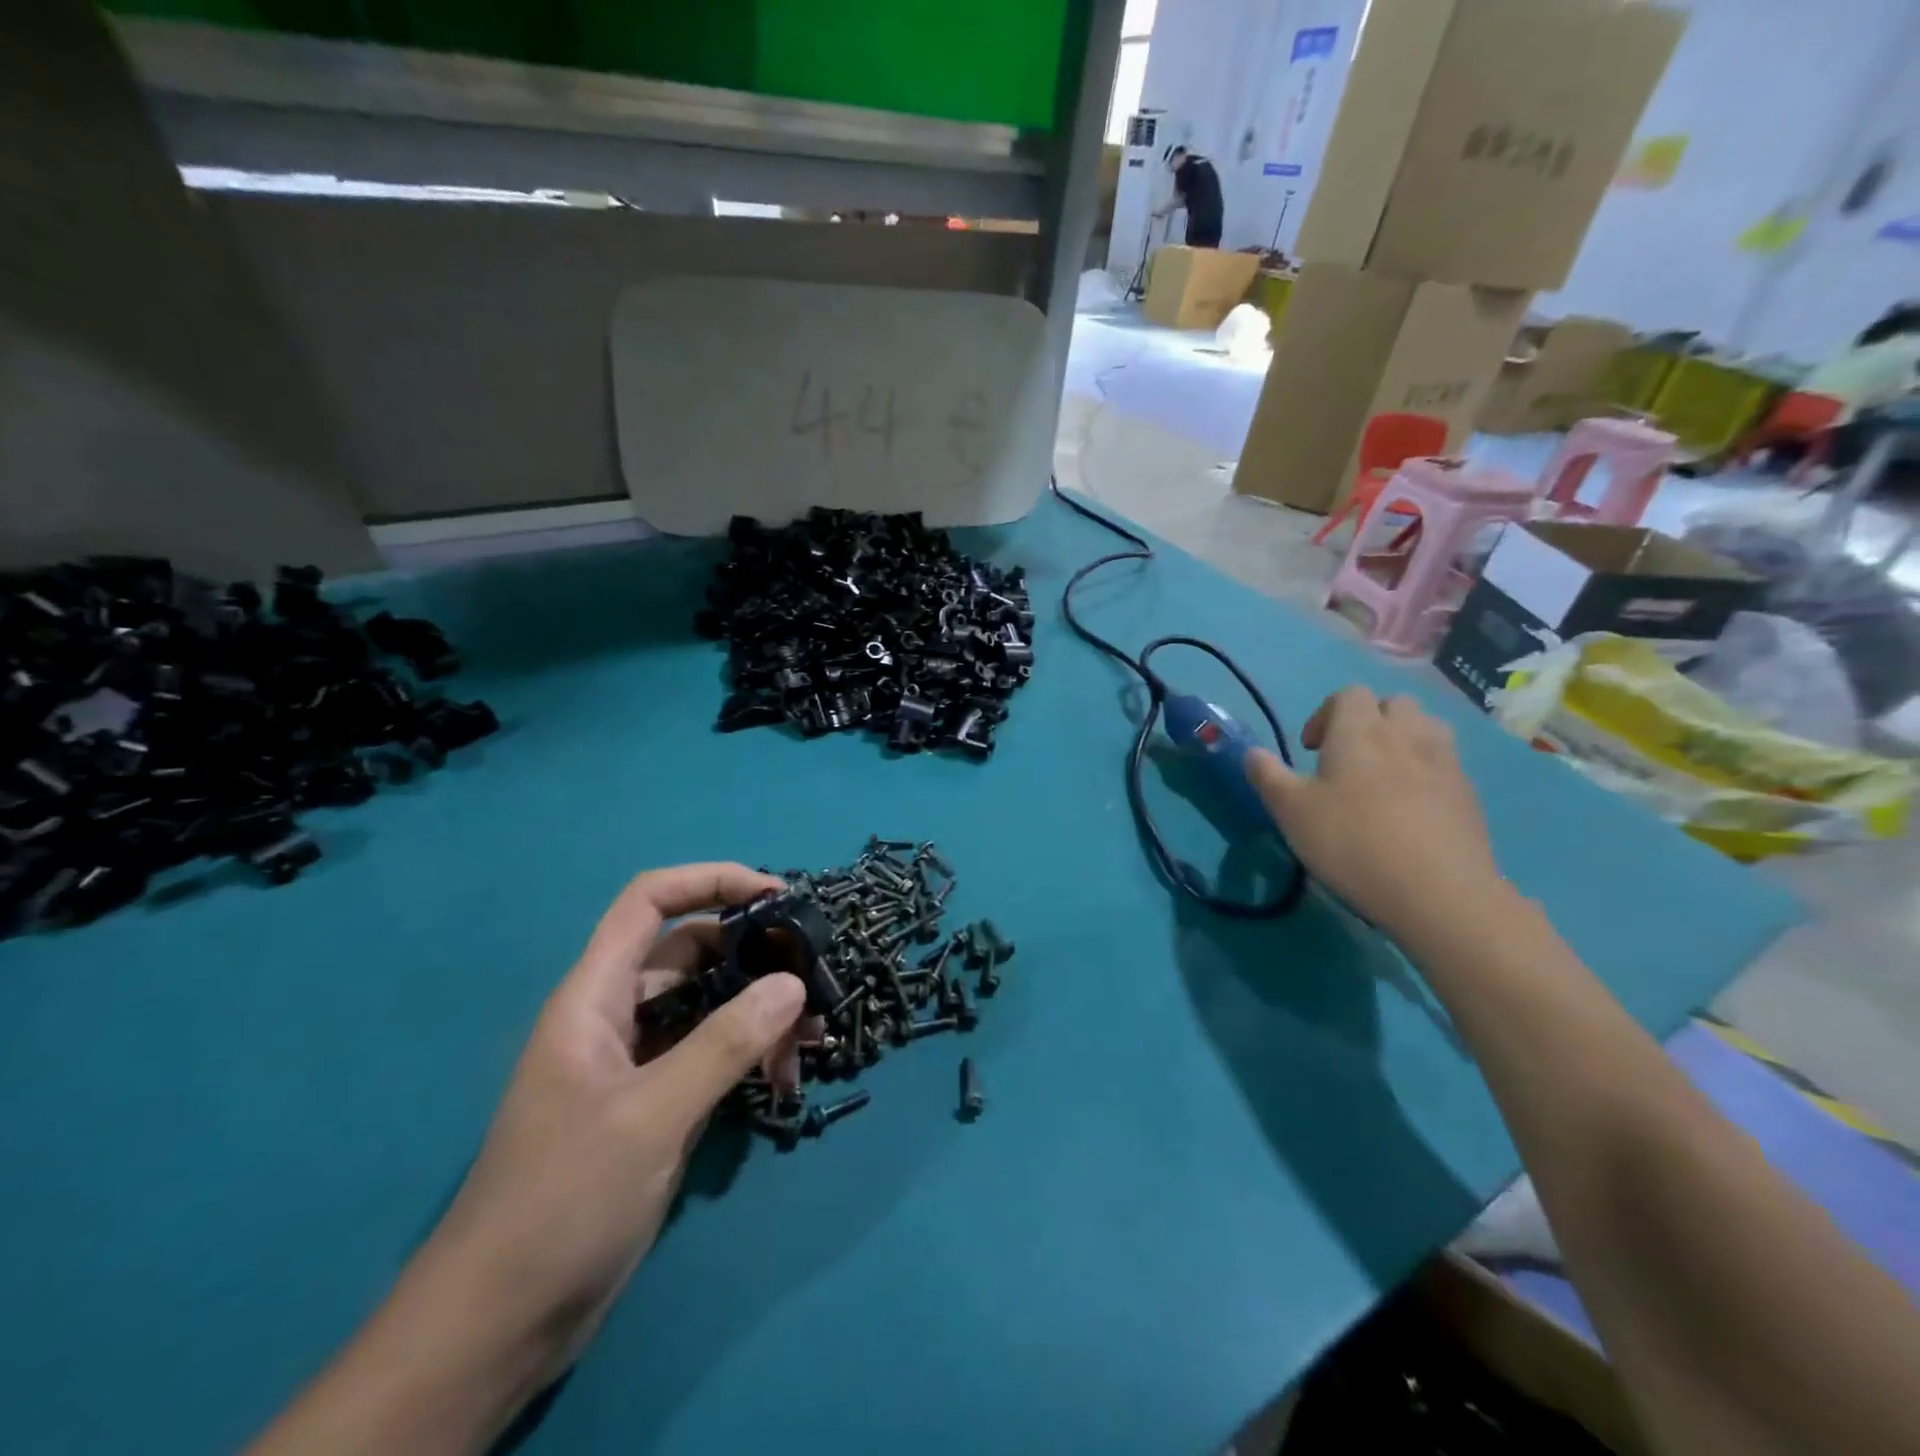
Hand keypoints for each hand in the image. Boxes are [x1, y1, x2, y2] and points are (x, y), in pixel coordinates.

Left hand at [423, 863, 806, 1378]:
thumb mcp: (651, 1116)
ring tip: (812, 1040)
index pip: (650, 902)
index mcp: (595, 997)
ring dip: (759, 1013)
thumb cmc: (561, 1201)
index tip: (776, 895)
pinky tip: (785, 1080)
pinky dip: (749, 1056)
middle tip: (814, 976)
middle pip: (691, 952)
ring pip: (708, 1007)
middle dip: (753, 956)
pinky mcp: (655, 1104)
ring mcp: (637, 1063)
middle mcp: (616, 1016)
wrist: (499, 1325)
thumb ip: (725, 1044)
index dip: (710, 881)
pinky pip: (711, 1056)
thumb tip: (794, 984)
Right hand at [1246, 687, 1503, 936]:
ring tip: (1383, 776)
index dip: (1325, 714)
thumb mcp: (1290, 811)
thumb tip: (1252, 752)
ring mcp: (1445, 762)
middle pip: (1392, 704)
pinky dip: (1426, 770)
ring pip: (1426, 727)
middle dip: (1368, 721)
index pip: (1348, 694)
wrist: (1438, 892)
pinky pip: (1446, 763)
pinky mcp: (1469, 794)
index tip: (1311, 751)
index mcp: (1359, 731)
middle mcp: (1406, 734)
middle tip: (1348, 759)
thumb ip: (1267, 775)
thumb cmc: (1352, 842)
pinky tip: (1412, 808)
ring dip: (1403, 739)